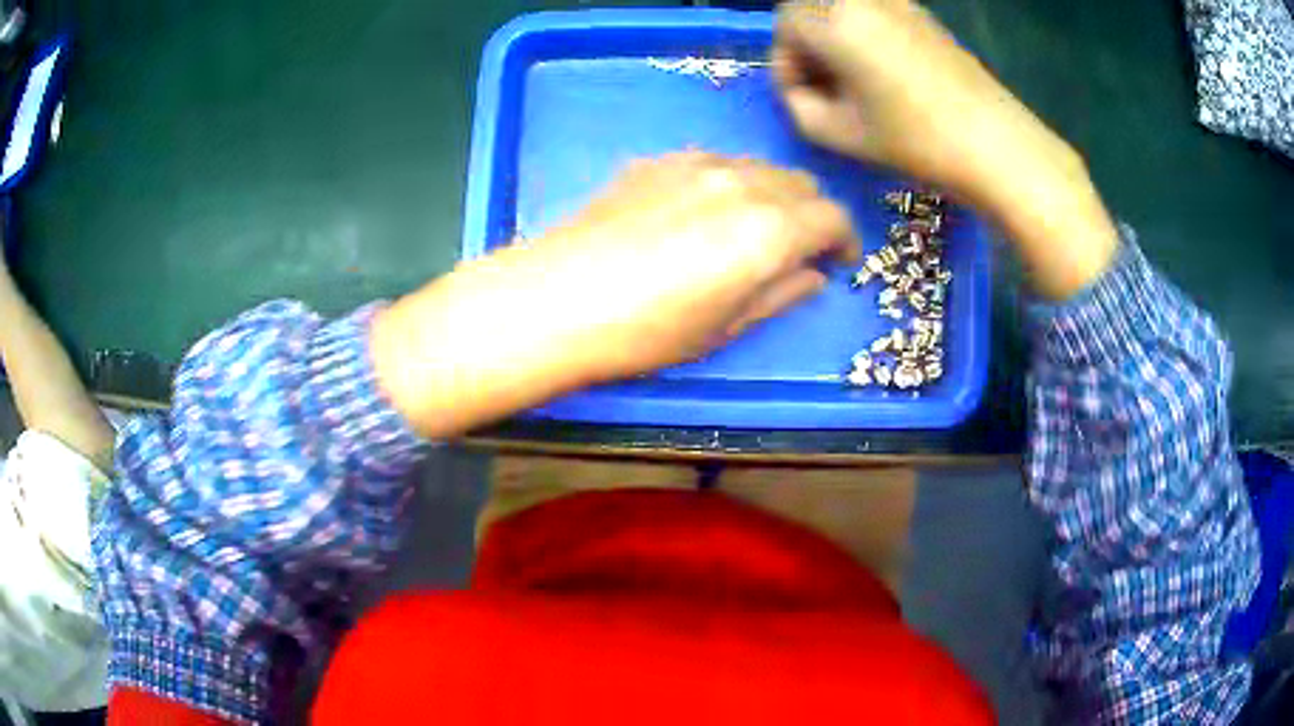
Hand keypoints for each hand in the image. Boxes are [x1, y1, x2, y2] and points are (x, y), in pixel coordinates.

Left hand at [372, 153, 858, 437]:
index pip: (831, 217)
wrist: (555, 299)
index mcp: (769, 230)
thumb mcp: (724, 327)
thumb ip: (780, 294)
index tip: (839, 260)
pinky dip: (730, 183)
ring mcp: (697, 164)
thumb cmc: (645, 332)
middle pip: (800, 183)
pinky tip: (704, 212)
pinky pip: (716, 163)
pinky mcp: (659, 160)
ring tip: (753, 228)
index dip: (844, 239)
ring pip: (759, 167)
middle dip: (811, 214)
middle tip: (799, 248)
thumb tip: (813, 275)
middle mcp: (742, 183)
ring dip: (773, 194)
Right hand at [773, 0, 1117, 299]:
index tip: (801, 96)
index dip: (785, 60)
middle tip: (822, 83)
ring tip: (853, 80)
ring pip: (843, 6)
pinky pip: (875, 12)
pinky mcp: (924, 16)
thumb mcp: (839, 134)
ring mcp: (899, 3)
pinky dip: (864, 32)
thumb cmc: (915, 140)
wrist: (995, 144)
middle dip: (805, 41)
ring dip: (834, 35)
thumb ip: (799, 106)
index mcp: (836, 21)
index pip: (785, 24)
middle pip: (810, 5)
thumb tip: (799, 90)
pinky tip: (883, 71)